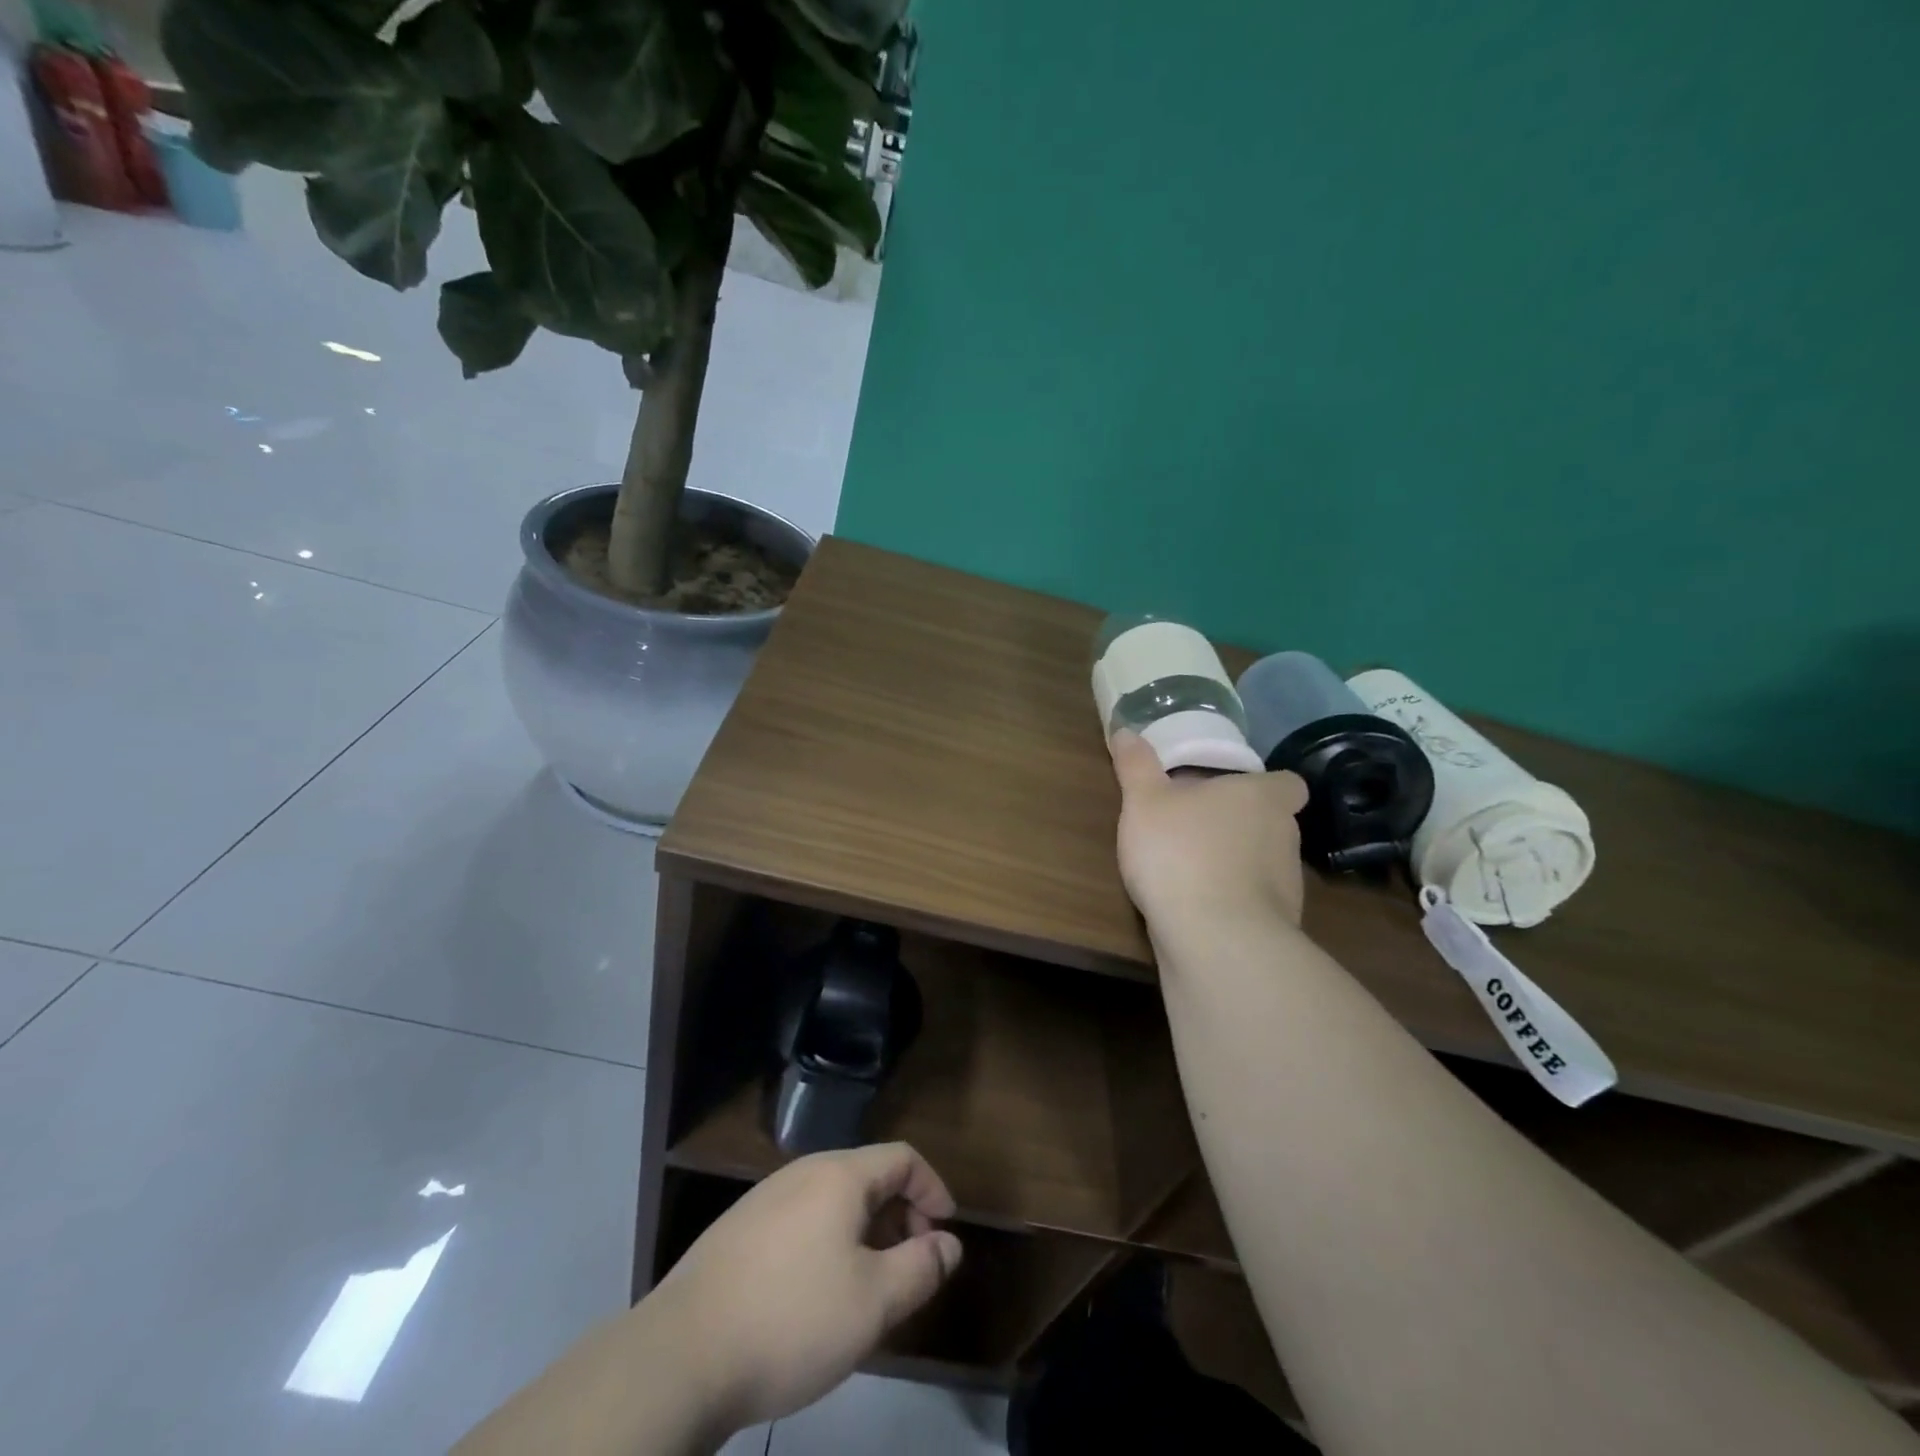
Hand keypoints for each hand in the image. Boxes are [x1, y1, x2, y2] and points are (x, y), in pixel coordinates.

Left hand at [653, 1143, 962, 1431]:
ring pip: (832, 1201)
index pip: (902, 1157)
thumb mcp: (873, 1303)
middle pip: (867, 1176)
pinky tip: (815, 1296)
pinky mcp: (736, 1231)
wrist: (679, 1357)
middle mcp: (802, 1172)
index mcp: (839, 1175)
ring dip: (864, 1232)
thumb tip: (949, 1244)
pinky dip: (827, 1243)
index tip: (945, 1234)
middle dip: (900, 1215)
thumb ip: (920, 1268)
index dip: (933, 1189)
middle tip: (910, 1267)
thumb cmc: (791, 1321)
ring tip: (868, 1286)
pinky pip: (800, 1221)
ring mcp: (764, 1199)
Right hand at [1109, 730, 1309, 929]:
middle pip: (1271, 822)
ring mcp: (1287, 884)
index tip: (1234, 791)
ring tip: (1190, 871)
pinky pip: (1254, 902)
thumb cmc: (1181, 852)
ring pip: (1263, 863)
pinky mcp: (1278, 924)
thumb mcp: (1144, 802)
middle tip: (1195, 826)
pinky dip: (1232, 901)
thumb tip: (1125, 730)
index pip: (1288, 783)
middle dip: (1238, 825)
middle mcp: (1284, 835)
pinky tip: (1197, 908)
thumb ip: (1136, 766)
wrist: (1215, 939)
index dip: (1266, 786)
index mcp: (1261, 797)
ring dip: (1235, 864)